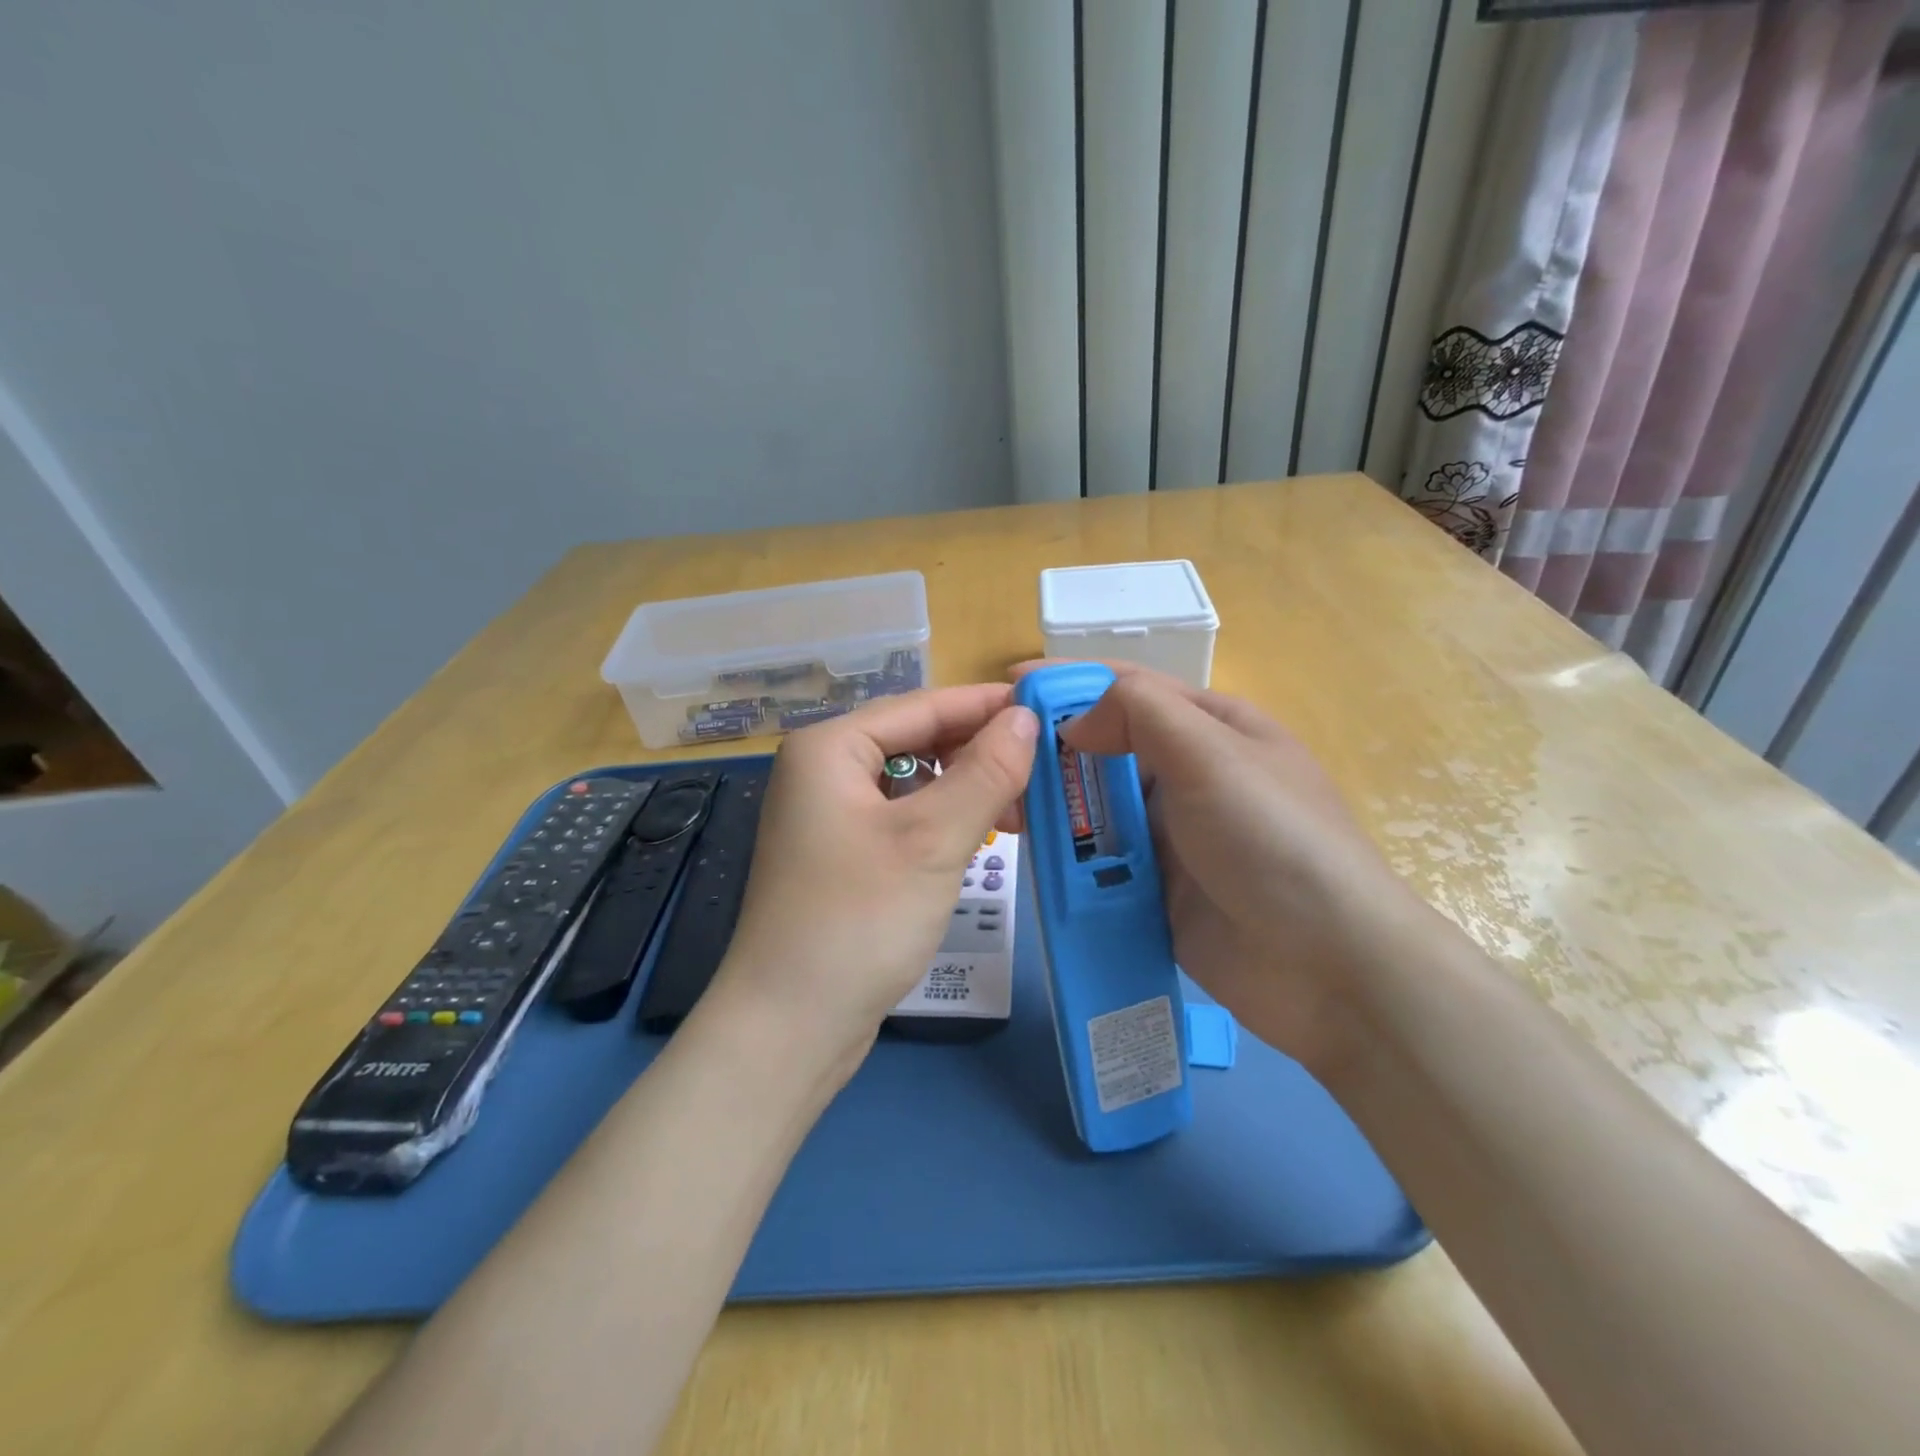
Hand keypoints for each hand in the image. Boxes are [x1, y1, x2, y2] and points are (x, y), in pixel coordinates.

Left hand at [709, 685, 1038, 1078]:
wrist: (789, 1028)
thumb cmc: (859, 920)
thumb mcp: (932, 839)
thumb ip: (985, 772)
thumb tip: (1026, 718)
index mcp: (830, 747)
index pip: (924, 706)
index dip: (988, 705)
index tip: (1050, 710)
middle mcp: (824, 771)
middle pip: (916, 740)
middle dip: (979, 752)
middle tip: (1045, 769)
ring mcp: (830, 816)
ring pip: (914, 782)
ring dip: (966, 790)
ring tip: (1021, 812)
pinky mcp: (842, 856)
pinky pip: (903, 819)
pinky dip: (944, 822)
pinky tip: (981, 837)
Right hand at [1019, 662, 1421, 1078]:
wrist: (1328, 967)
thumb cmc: (1273, 839)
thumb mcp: (1212, 754)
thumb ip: (1139, 714)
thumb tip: (1074, 723)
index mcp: (1213, 729)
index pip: (1130, 688)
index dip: (1070, 681)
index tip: (1009, 683)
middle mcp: (1190, 775)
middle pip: (1106, 749)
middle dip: (1053, 750)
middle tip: (992, 759)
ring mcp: (1173, 836)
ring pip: (1097, 807)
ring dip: (1056, 806)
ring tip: (1002, 809)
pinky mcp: (1156, 889)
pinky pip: (1100, 860)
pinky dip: (1069, 855)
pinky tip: (1032, 856)